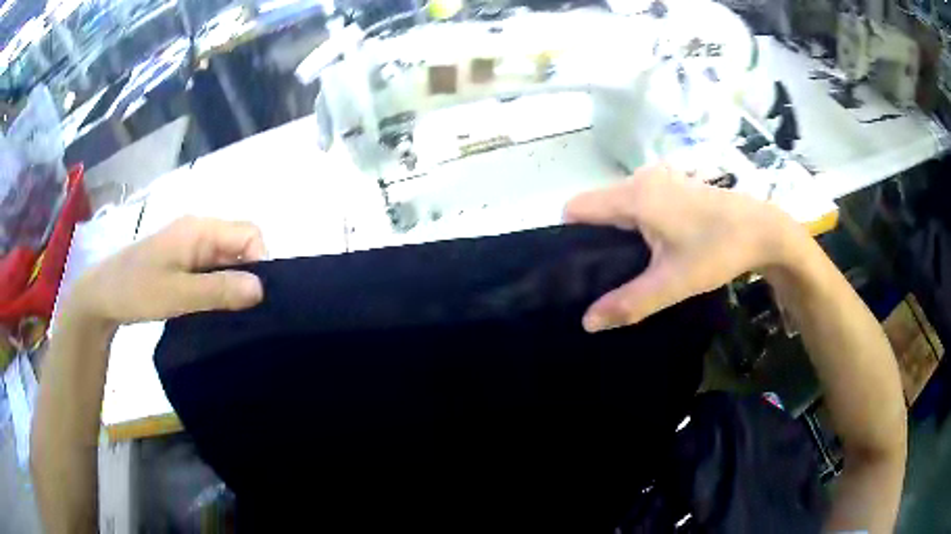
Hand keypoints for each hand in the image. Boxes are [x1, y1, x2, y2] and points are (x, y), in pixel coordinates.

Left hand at [69, 216, 266, 326]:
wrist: (103, 294)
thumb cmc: (136, 289)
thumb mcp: (177, 294)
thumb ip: (218, 291)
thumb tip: (261, 289)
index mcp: (200, 229)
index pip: (249, 234)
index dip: (261, 262)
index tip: (254, 300)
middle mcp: (200, 231)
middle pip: (240, 245)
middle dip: (248, 276)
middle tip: (244, 312)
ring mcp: (191, 245)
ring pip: (227, 260)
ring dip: (233, 285)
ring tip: (231, 315)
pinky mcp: (183, 260)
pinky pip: (213, 269)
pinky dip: (219, 288)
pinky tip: (215, 310)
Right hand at [564, 164, 807, 331]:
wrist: (763, 230)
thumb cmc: (718, 251)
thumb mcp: (673, 283)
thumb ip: (628, 303)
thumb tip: (587, 323)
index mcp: (634, 196)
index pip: (576, 208)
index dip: (570, 237)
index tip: (581, 268)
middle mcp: (640, 178)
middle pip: (597, 206)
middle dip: (595, 239)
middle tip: (608, 276)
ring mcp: (659, 178)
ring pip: (619, 204)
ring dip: (618, 232)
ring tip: (632, 265)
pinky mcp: (674, 183)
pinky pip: (639, 201)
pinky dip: (637, 223)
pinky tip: (656, 248)